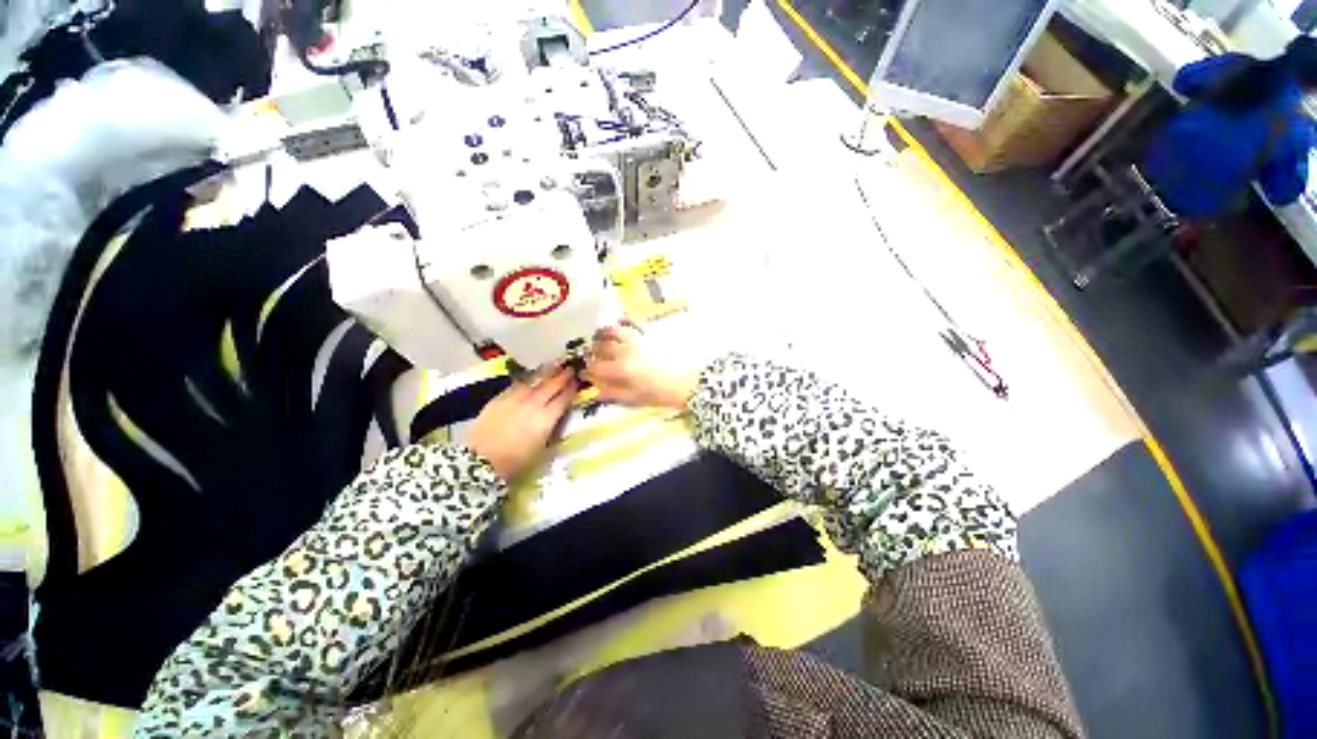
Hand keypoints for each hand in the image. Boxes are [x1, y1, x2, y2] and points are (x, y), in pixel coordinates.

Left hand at [467, 366, 577, 480]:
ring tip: (555, 365)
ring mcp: (514, 399)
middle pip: (551, 385)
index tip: (578, 381)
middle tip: (571, 368)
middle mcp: (533, 404)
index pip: (563, 398)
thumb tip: (558, 417)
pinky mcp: (499, 399)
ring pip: (535, 381)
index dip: (572, 389)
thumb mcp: (542, 449)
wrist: (480, 462)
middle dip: (562, 376)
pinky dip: (528, 380)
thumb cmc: (515, 462)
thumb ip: (553, 430)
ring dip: (547, 373)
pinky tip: (532, 377)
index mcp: (546, 418)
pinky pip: (517, 385)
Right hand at [582, 325, 699, 409]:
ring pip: (612, 331)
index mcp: (621, 369)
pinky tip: (617, 325)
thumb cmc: (661, 393)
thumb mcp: (636, 399)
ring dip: (602, 334)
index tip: (586, 372)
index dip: (588, 370)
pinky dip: (620, 323)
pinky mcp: (647, 334)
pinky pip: (630, 324)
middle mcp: (625, 351)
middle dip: (593, 352)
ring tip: (600, 338)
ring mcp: (637, 340)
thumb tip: (596, 390)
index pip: (595, 367)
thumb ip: (614, 393)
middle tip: (592, 356)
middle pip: (600, 347)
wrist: (687, 381)